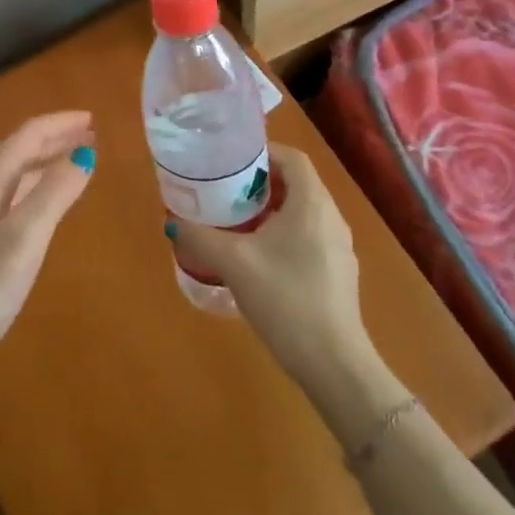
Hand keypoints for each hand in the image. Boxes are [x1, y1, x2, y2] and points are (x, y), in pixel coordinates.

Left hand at [0, 112, 94, 415]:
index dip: (60, 124)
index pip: (26, 136)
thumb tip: (84, 153)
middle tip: (91, 138)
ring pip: (13, 179)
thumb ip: (55, 193)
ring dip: (45, 166)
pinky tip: (43, 209)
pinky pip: (7, 202)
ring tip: (75, 165)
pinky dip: (33, 193)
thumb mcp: (24, 238)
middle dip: (55, 141)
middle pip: (18, 153)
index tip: (93, 119)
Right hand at [171, 145, 370, 388]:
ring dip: (272, 210)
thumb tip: (173, 221)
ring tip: (238, 224)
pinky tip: (261, 259)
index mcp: (312, 203)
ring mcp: (340, 246)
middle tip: (227, 193)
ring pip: (304, 212)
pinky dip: (285, 234)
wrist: (332, 362)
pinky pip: (310, 236)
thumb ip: (201, 237)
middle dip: (262, 183)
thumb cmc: (284, 299)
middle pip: (297, 183)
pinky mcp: (339, 272)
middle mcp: (332, 216)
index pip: (292, 158)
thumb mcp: (233, 263)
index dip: (263, 153)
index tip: (232, 164)